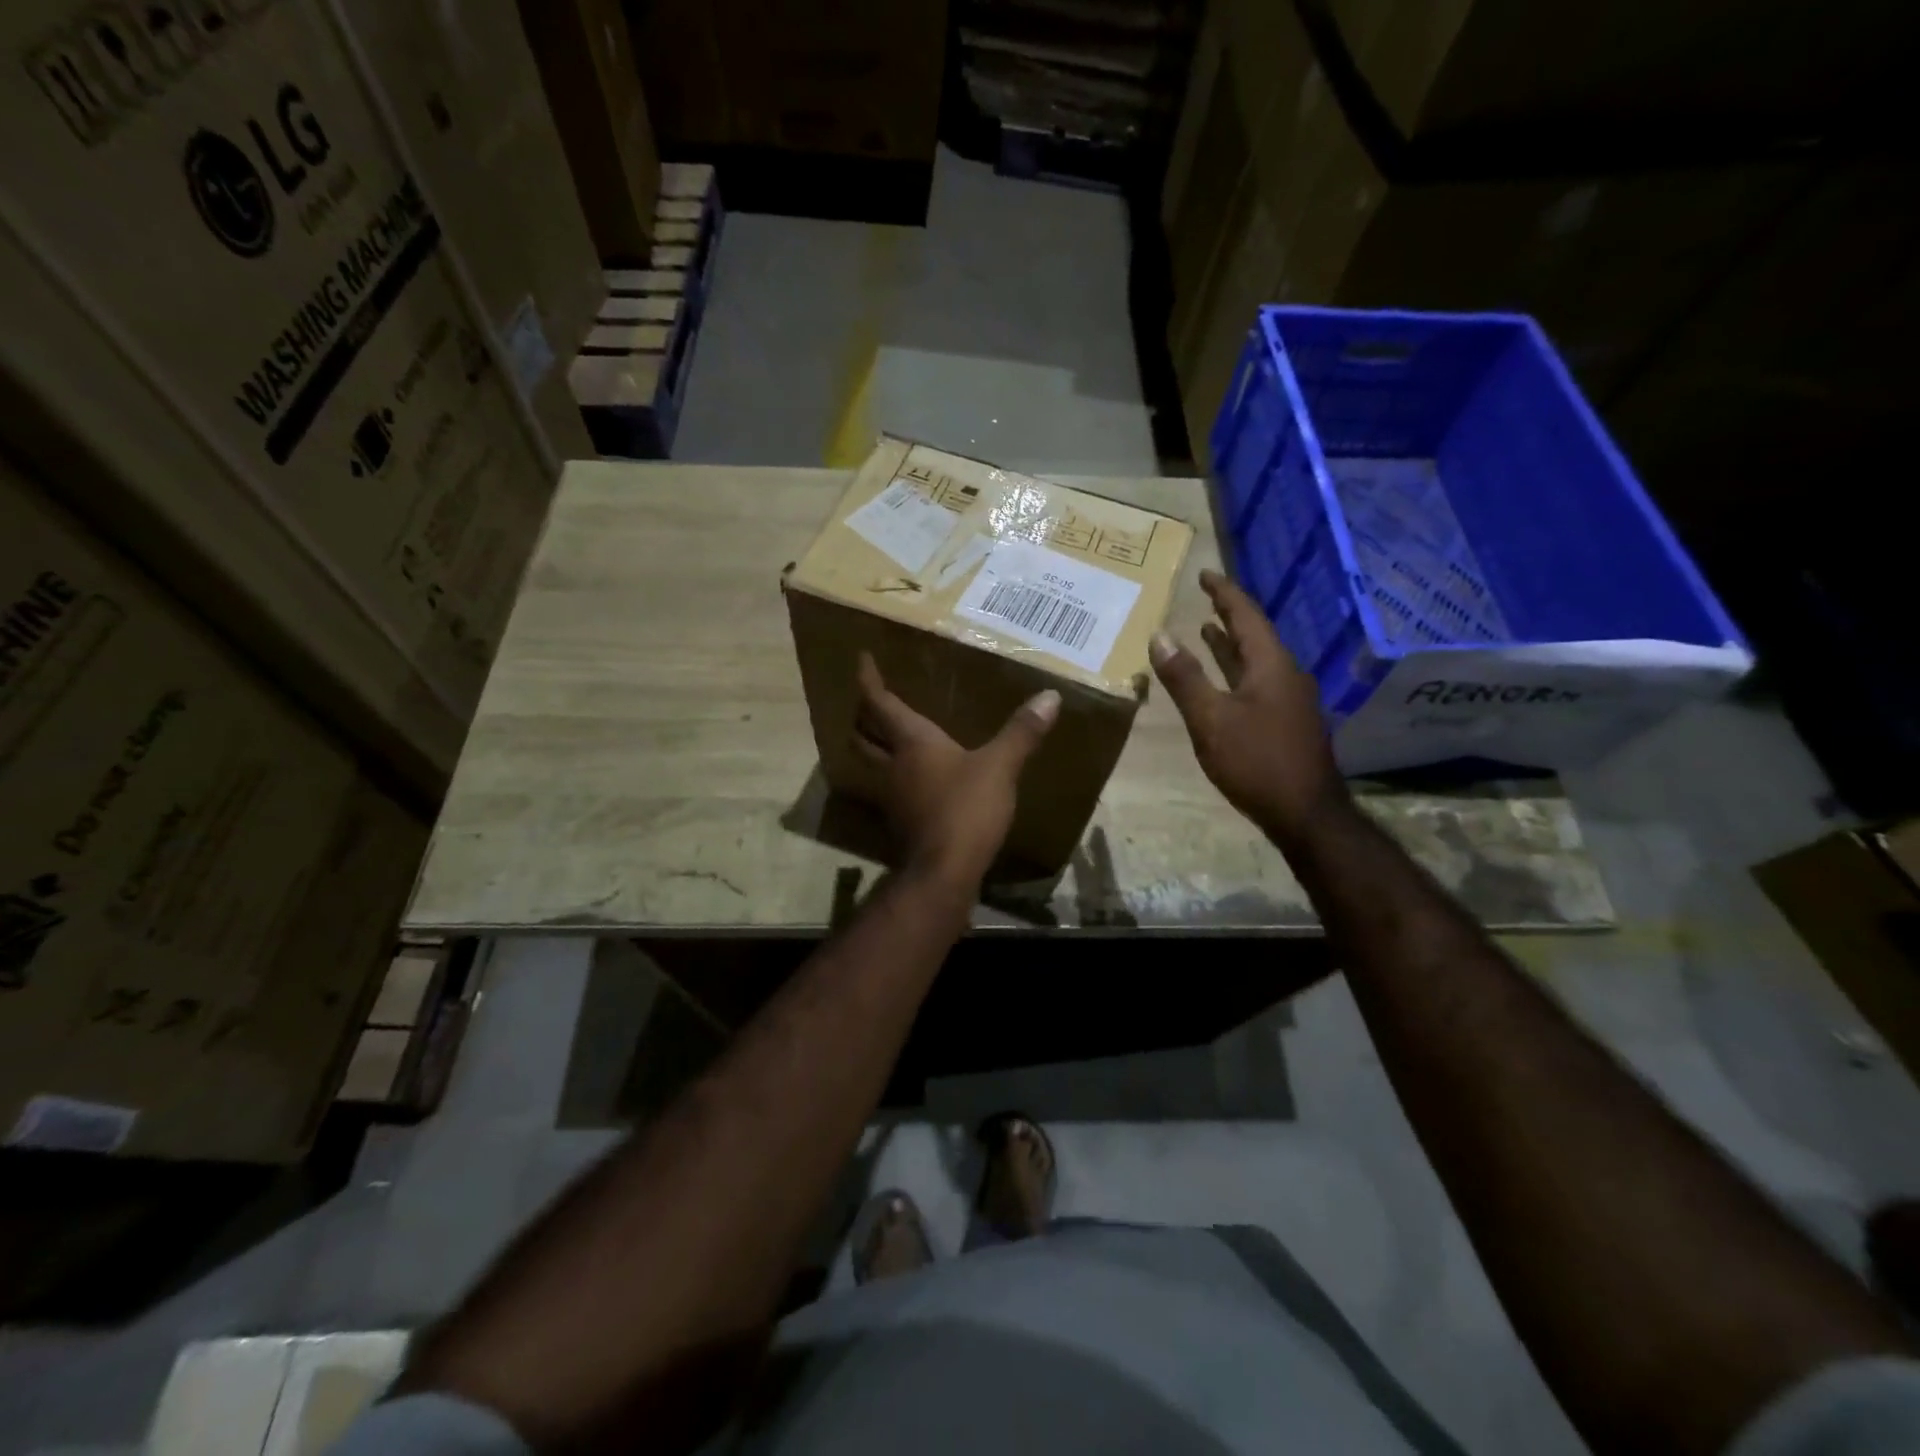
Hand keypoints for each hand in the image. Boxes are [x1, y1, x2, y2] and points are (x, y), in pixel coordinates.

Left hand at [852, 653, 1059, 888]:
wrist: (944, 871)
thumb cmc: (966, 809)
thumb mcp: (999, 767)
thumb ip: (1022, 732)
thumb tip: (1050, 696)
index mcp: (912, 743)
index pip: (879, 703)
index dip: (868, 680)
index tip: (861, 659)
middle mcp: (893, 765)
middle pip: (862, 734)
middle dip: (861, 715)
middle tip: (869, 701)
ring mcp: (892, 796)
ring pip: (869, 763)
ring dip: (871, 746)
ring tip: (885, 735)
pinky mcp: (900, 821)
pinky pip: (887, 788)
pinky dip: (891, 775)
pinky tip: (910, 778)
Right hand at [1150, 570, 1351, 847]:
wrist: (1306, 813)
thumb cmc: (1256, 762)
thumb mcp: (1210, 719)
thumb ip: (1184, 678)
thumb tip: (1159, 635)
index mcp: (1271, 665)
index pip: (1246, 616)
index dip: (1224, 593)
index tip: (1205, 575)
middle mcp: (1285, 674)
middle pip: (1255, 634)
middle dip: (1228, 615)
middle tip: (1205, 597)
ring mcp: (1290, 699)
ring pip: (1257, 660)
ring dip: (1231, 645)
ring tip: (1206, 632)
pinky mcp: (1287, 722)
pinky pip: (1258, 681)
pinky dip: (1236, 671)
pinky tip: (1223, 681)